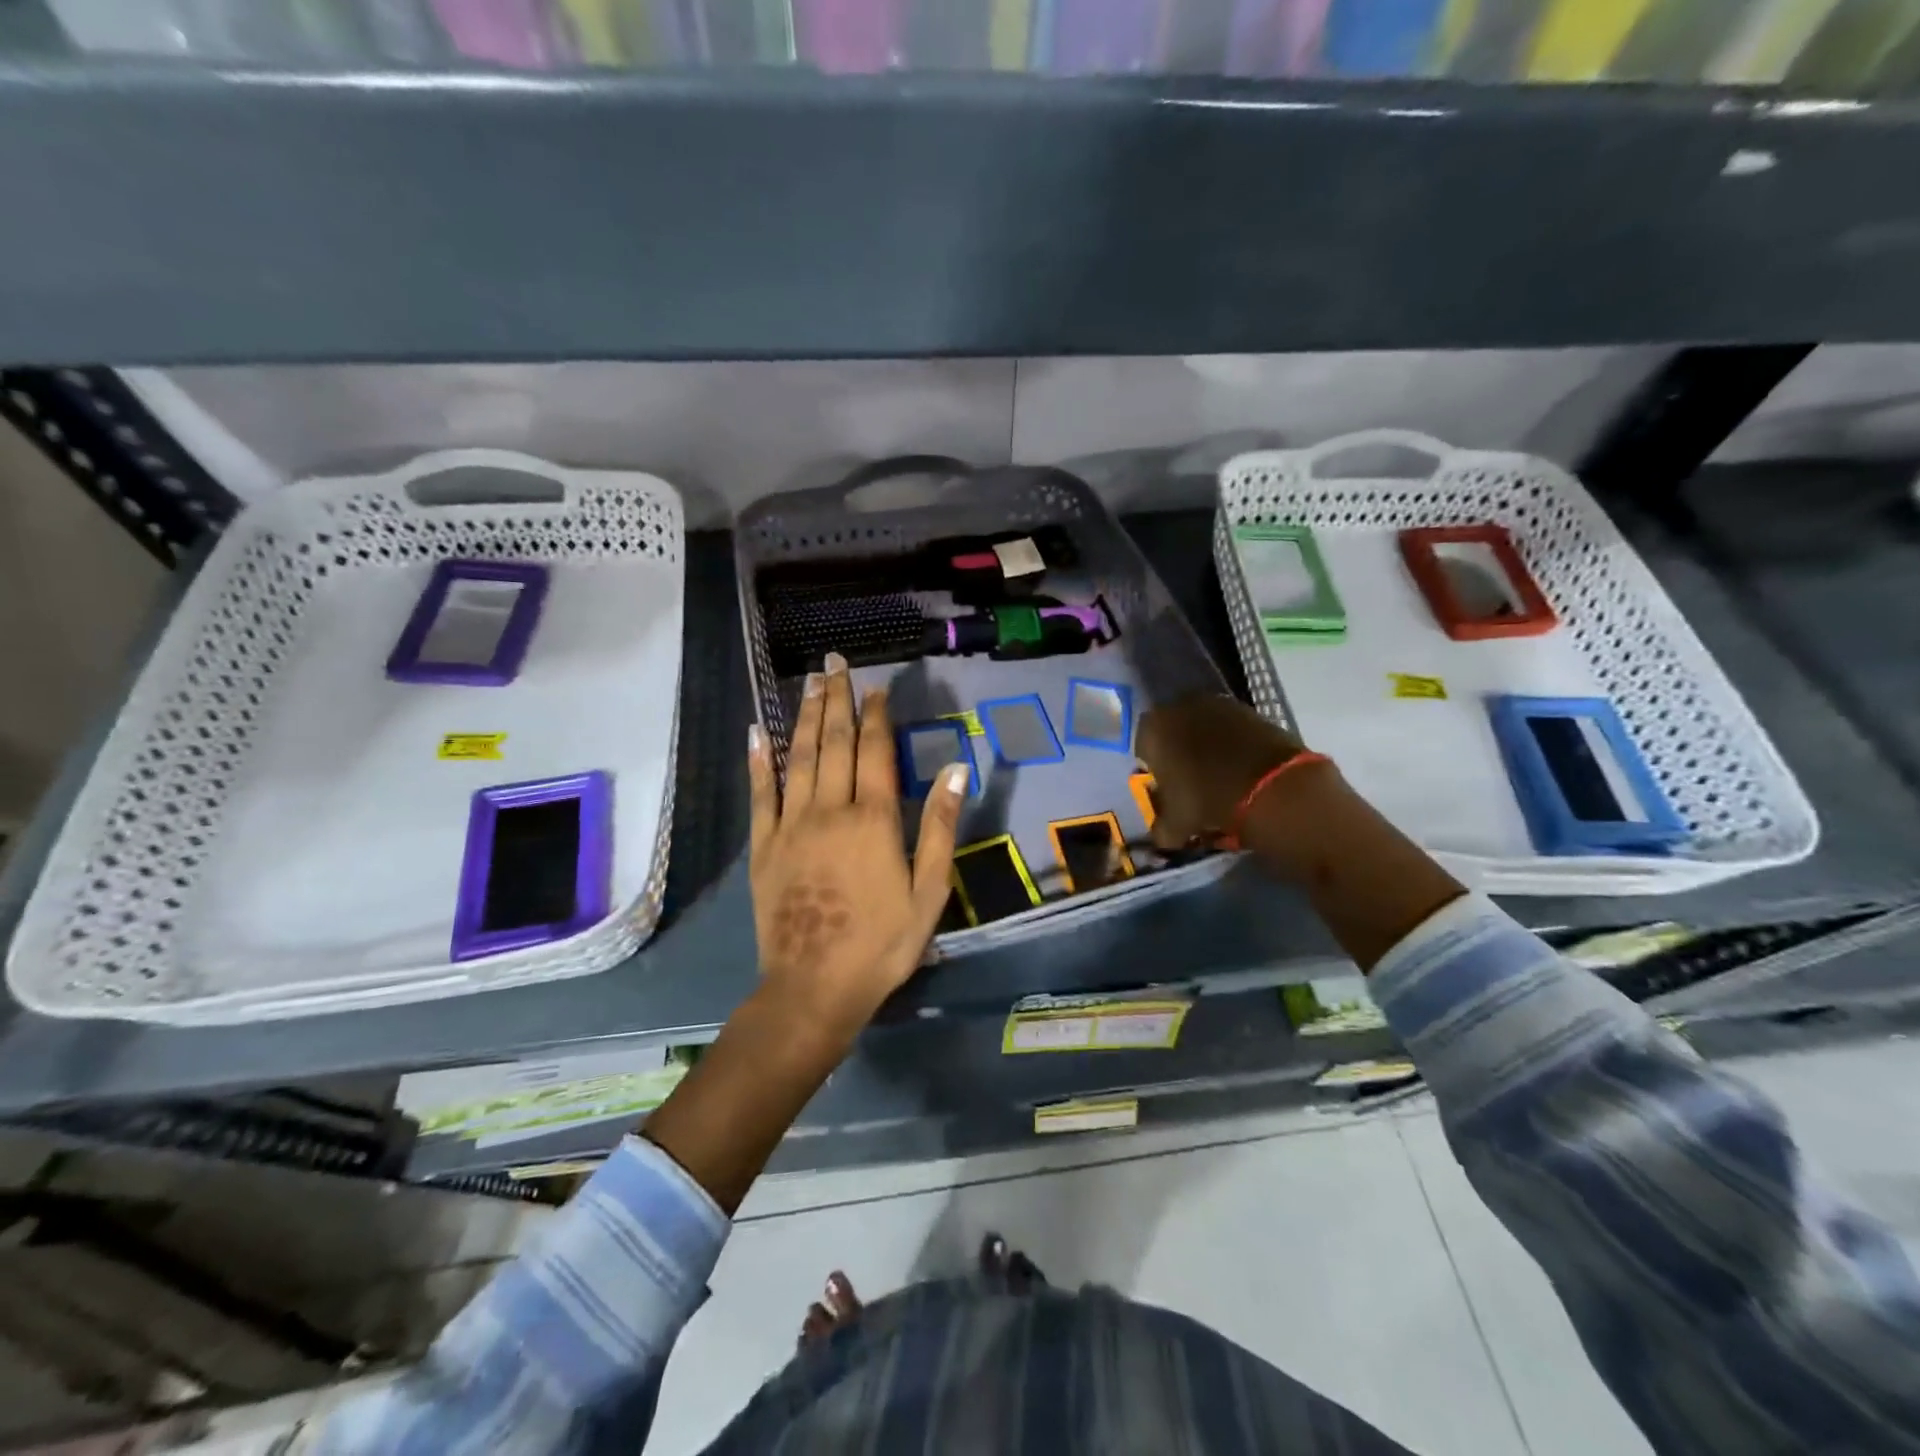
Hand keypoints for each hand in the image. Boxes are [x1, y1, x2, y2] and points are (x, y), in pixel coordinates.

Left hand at [747, 652, 966, 1043]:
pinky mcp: (764, 846)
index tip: (877, 687)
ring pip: (798, 758)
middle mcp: (830, 810)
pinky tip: (758, 732)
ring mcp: (791, 826)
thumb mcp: (929, 892)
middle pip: (834, 743)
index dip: (876, 715)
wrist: (814, 987)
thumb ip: (939, 826)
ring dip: (804, 717)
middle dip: (836, 700)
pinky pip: (760, 794)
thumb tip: (956, 769)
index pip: (874, 751)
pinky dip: (759, 761)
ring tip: (808, 683)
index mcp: (873, 820)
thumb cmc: (882, 944)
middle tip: (835, 664)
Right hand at [1135, 693, 1306, 848]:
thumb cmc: (1206, 799)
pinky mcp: (1247, 708)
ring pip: (1201, 728)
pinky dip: (1232, 744)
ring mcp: (1215, 703)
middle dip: (1179, 754)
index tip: (1167, 790)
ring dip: (1206, 747)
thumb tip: (1161, 836)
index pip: (1143, 749)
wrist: (1268, 785)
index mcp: (1152, 729)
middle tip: (1191, 782)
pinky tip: (1240, 767)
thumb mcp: (1175, 824)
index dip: (1154, 771)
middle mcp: (1178, 707)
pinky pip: (1230, 728)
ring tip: (1219, 776)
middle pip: (1172, 733)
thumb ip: (1161, 828)